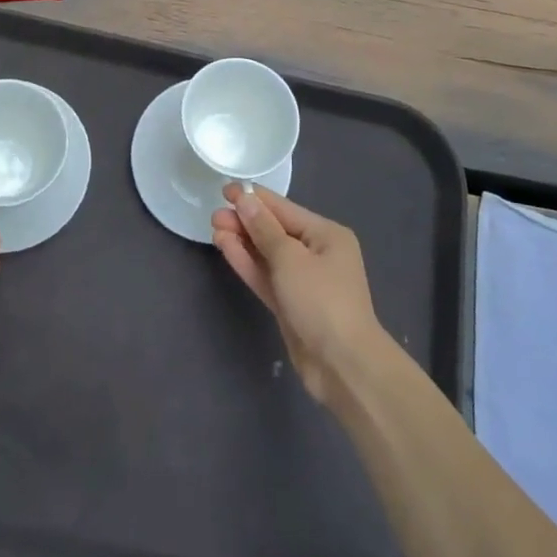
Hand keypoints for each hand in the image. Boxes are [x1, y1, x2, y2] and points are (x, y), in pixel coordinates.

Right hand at [211, 183, 385, 408]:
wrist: (343, 366)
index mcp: (326, 235)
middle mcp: (317, 253)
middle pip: (275, 230)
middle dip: (245, 221)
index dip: (254, 198)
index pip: (284, 209)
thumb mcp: (290, 258)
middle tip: (214, 215)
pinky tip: (226, 248)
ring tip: (215, 228)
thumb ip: (264, 228)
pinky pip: (266, 276)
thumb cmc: (321, 301)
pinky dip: (248, 263)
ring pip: (268, 254)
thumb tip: (245, 199)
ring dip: (242, 241)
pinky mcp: (291, 304)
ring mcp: (303, 281)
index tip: (224, 190)